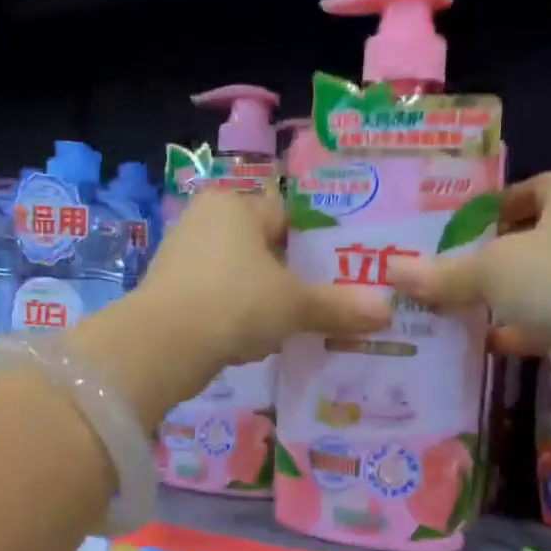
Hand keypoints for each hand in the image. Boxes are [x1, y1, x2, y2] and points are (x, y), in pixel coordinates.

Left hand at [141, 188, 392, 368]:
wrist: (164, 345)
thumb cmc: (236, 303)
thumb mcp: (295, 305)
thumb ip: (339, 306)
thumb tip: (387, 311)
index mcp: (235, 205)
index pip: (286, 215)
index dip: (315, 244)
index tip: (339, 272)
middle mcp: (204, 220)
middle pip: (262, 247)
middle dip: (289, 276)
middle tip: (321, 303)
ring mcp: (181, 256)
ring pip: (239, 275)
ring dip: (263, 300)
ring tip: (293, 326)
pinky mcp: (168, 291)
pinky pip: (217, 298)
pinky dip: (236, 316)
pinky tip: (253, 341)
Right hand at [391, 170, 550, 395]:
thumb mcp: (489, 269)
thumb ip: (443, 273)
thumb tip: (392, 271)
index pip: (533, 187)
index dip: (495, 205)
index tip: (459, 228)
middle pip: (536, 237)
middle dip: (495, 254)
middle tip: (451, 267)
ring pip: (541, 281)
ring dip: (505, 294)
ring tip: (458, 304)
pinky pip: (549, 318)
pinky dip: (519, 328)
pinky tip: (483, 340)